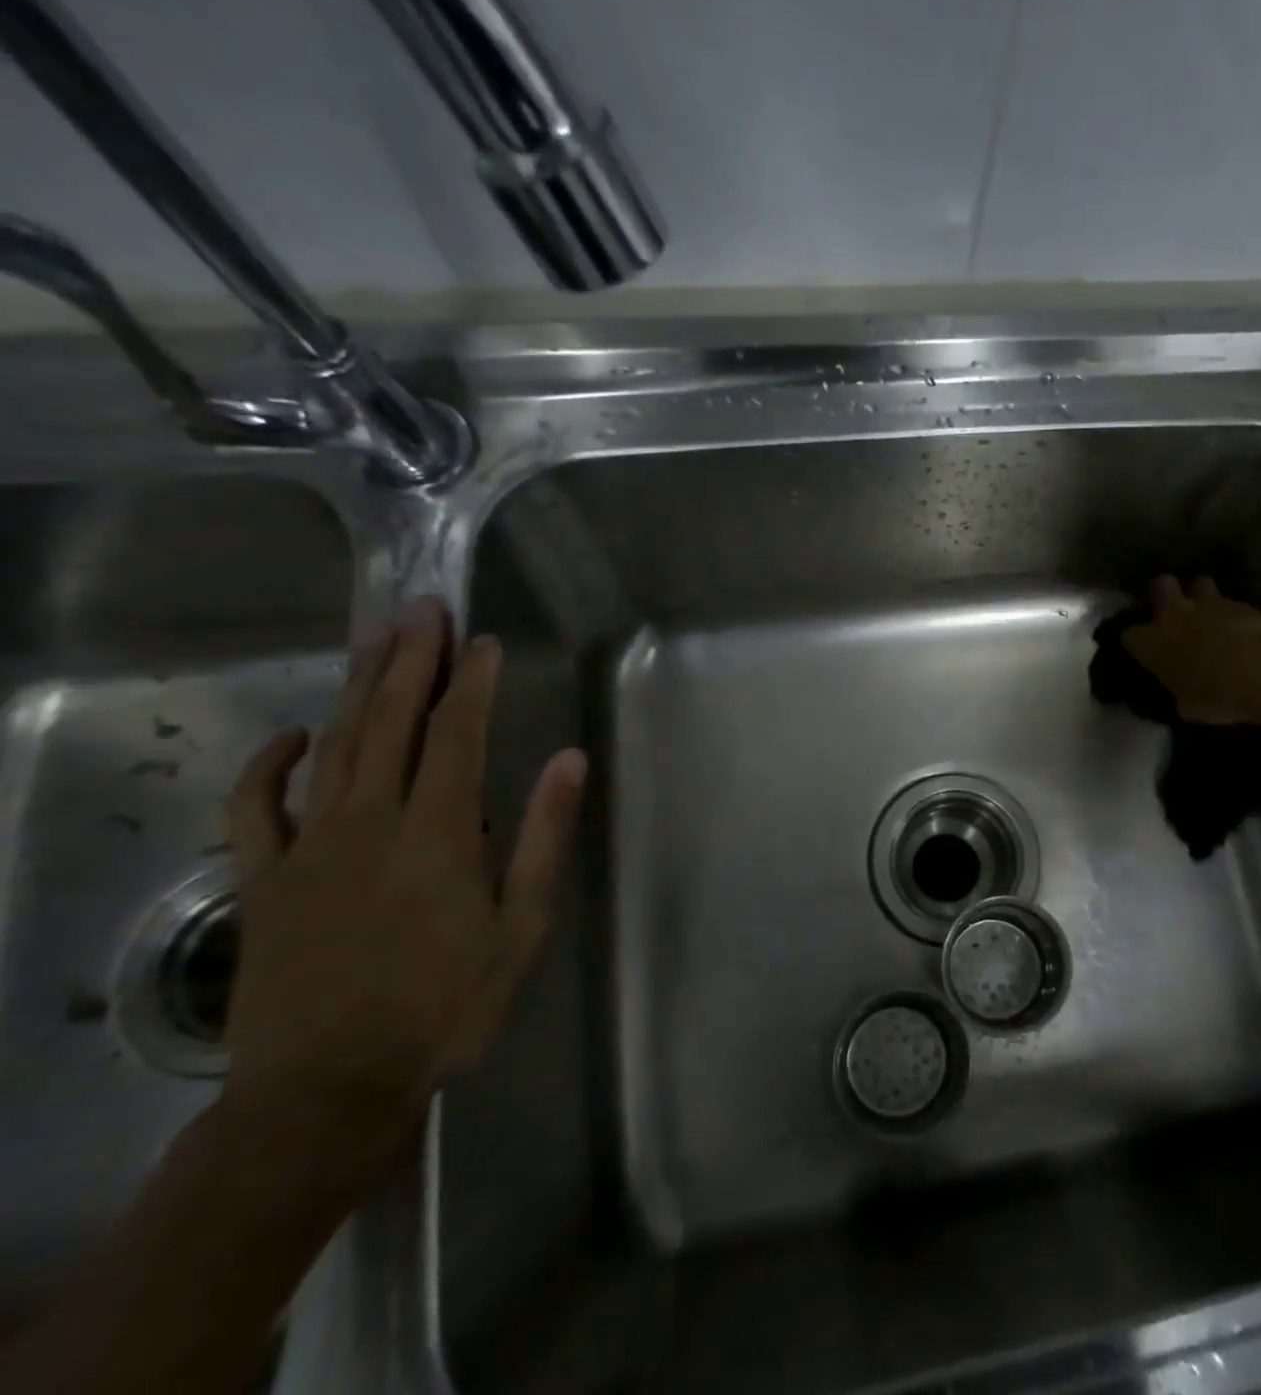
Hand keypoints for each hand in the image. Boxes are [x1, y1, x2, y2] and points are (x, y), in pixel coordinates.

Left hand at [221, 597, 585, 1153]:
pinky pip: (257, 808)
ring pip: (333, 746)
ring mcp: (307, 847)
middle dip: (409, 661)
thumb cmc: (446, 1005)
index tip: (481, 640)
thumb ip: (542, 837)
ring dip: (356, 688)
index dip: (470, 682)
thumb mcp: (521, 926)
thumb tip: (567, 761)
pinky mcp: (264, 878)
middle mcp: (370, 822)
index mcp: (439, 833)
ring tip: (374, 638)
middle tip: (421, 608)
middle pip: (390, 723)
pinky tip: (293, 733)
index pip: (456, 735)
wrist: (327, 1089)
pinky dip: (269, 764)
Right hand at [1121, 575, 1260, 725]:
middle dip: (1164, 593)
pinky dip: (1233, 614)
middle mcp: (1175, 615)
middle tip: (1172, 608)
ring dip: (1201, 596)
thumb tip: (1183, 694)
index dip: (1137, 642)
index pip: (1129, 635)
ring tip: (1209, 612)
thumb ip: (1180, 692)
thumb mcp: (1187, 706)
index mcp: (1152, 643)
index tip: (1144, 650)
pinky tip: (1241, 628)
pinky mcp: (1242, 604)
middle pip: (1160, 585)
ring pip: (1198, 584)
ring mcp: (1209, 604)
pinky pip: (1231, 603)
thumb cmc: (1214, 696)